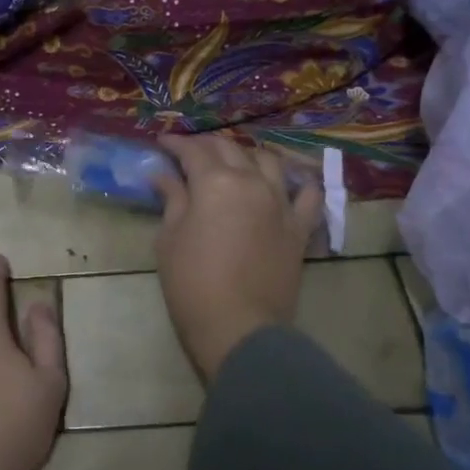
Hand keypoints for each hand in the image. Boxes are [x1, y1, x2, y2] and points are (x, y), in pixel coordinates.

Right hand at [153, 133, 322, 379]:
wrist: (238, 326)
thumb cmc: (192, 283)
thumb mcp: (170, 239)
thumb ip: (172, 200)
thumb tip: (163, 175)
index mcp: (215, 182)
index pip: (193, 151)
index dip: (175, 143)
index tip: (161, 142)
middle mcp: (252, 181)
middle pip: (230, 148)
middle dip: (206, 145)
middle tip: (189, 152)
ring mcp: (281, 202)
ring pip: (268, 160)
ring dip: (248, 154)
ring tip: (235, 162)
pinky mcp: (300, 226)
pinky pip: (308, 194)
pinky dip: (298, 182)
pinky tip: (287, 182)